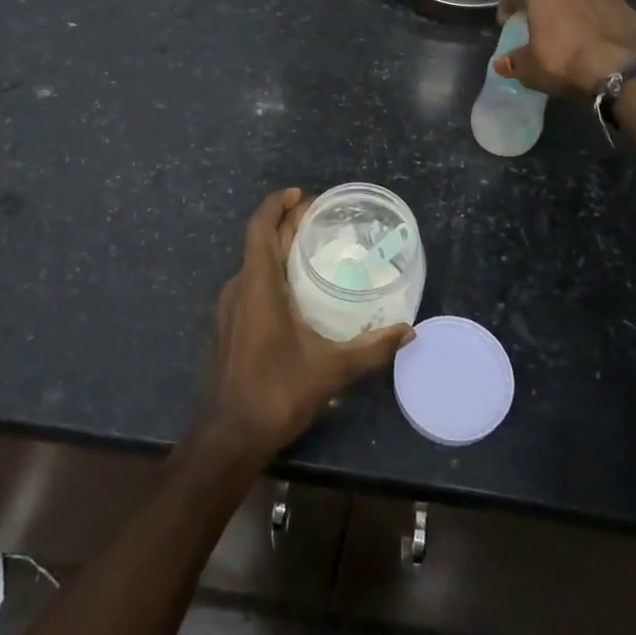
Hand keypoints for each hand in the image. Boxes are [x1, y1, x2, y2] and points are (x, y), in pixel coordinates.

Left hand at [201, 188, 413, 462]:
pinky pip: (250, 285)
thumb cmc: (276, 393)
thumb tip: (408, 331)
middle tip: (319, 219)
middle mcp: (238, 289)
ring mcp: (228, 310)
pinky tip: (295, 293)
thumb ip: (372, 348)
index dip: (277, 204)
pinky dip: (271, 274)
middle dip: (287, 224)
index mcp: (257, 285)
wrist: (227, 439)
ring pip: (253, 265)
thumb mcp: (331, 370)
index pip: (260, 227)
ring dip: (278, 249)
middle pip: (260, 242)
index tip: (302, 195)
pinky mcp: (228, 329)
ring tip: (311, 250)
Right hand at [494, 0, 635, 99]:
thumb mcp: (529, 67)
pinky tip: (596, 43)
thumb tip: (501, 63)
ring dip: (575, 13)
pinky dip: (598, 23)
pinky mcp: (628, 8)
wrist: (619, 70)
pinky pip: (605, 13)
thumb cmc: (563, 60)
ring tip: (572, 37)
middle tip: (542, 29)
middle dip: (546, 7)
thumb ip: (514, 61)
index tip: (507, 23)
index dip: (509, 8)